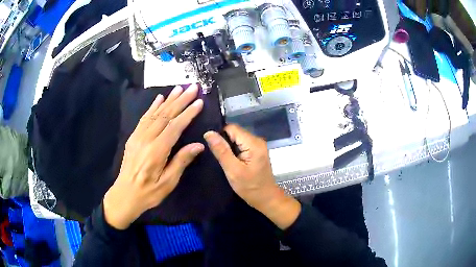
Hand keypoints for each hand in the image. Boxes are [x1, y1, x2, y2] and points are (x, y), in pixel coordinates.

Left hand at [103, 85, 203, 229]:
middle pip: (165, 115)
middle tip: (193, 87)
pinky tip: (159, 98)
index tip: (199, 102)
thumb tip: (198, 145)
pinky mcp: (133, 137)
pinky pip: (144, 118)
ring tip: (179, 88)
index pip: (175, 127)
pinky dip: (153, 107)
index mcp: (157, 151)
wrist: (125, 194)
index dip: (188, 113)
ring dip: (168, 99)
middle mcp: (146, 139)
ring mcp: (138, 136)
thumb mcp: (168, 182)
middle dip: (181, 100)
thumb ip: (181, 161)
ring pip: (155, 113)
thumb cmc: (149, 192)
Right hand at [204, 125, 300, 229]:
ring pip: (237, 139)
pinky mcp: (256, 152)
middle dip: (223, 141)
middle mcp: (257, 140)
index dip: (219, 135)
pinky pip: (241, 145)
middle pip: (235, 132)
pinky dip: (234, 151)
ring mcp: (258, 146)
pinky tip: (229, 160)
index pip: (231, 128)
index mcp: (253, 143)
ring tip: (221, 158)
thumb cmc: (250, 187)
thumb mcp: (232, 170)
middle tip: (215, 155)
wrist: (266, 199)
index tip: (211, 146)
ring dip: (228, 146)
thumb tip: (209, 132)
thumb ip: (221, 150)